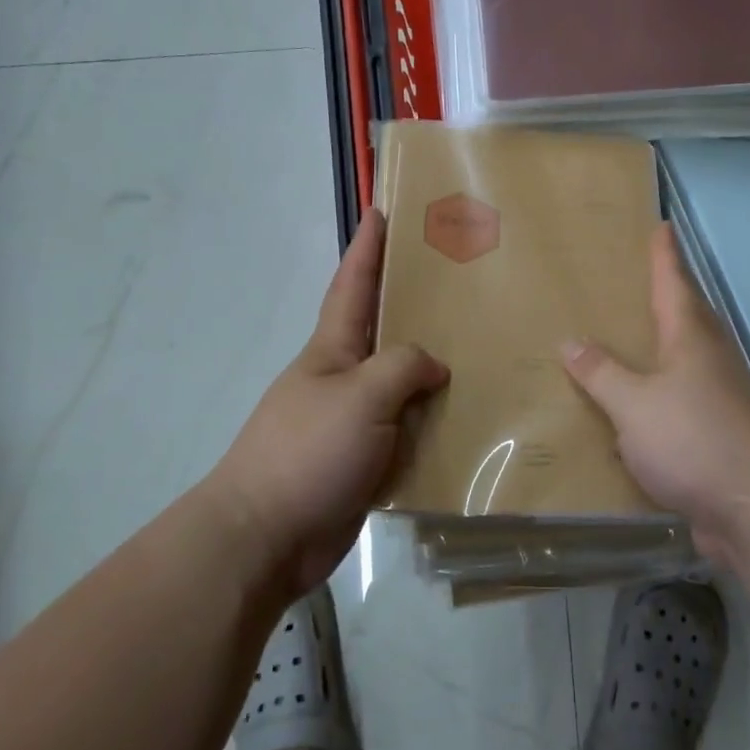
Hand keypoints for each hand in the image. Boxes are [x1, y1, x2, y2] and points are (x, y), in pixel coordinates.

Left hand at [207, 209, 447, 593]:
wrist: (267, 538)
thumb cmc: (307, 451)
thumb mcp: (360, 395)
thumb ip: (402, 367)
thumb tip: (434, 367)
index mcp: (333, 350)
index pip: (352, 286)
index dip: (367, 248)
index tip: (382, 210)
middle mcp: (345, 379)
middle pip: (386, 332)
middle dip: (416, 304)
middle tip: (462, 282)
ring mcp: (355, 421)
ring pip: (405, 384)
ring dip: (436, 370)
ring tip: (483, 349)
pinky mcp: (367, 461)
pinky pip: (411, 431)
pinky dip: (437, 423)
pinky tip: (471, 420)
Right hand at [561, 223, 749, 564]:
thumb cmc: (694, 440)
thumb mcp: (634, 404)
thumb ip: (602, 373)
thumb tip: (572, 342)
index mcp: (690, 339)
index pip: (674, 283)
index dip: (664, 255)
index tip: (662, 226)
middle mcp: (710, 360)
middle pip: (687, 316)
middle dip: (666, 294)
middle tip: (636, 279)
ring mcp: (719, 398)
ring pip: (685, 359)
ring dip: (661, 346)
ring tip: (627, 340)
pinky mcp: (718, 435)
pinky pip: (680, 401)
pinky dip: (658, 395)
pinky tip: (635, 411)